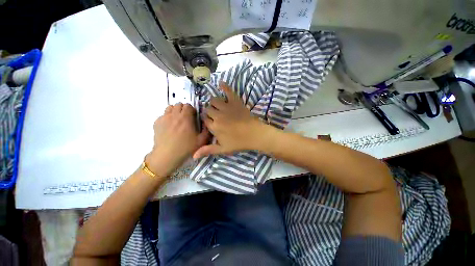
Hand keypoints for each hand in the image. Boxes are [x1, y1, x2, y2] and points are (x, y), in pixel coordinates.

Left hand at [147, 103, 209, 176]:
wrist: (167, 156)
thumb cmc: (186, 148)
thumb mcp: (201, 141)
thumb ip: (206, 130)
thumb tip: (207, 123)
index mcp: (185, 118)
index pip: (188, 105)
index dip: (192, 110)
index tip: (193, 116)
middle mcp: (174, 115)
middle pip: (179, 104)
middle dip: (184, 109)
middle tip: (186, 118)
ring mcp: (164, 118)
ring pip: (170, 108)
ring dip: (175, 111)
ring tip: (178, 120)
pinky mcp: (156, 123)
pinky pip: (163, 115)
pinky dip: (167, 117)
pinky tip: (169, 126)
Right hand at [193, 82, 275, 158]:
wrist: (254, 135)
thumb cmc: (239, 143)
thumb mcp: (223, 149)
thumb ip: (208, 150)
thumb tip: (193, 156)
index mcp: (214, 127)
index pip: (204, 120)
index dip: (207, 120)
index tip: (210, 122)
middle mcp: (218, 115)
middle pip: (208, 109)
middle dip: (210, 112)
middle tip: (216, 115)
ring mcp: (226, 107)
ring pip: (214, 100)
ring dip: (214, 103)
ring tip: (218, 106)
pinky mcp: (235, 102)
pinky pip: (229, 92)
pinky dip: (225, 87)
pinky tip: (221, 83)